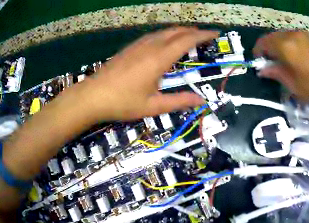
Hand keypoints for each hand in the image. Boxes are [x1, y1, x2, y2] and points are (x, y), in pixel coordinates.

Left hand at [83, 27, 217, 120]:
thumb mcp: (152, 106)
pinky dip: (166, 35)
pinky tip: (165, 42)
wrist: (93, 96)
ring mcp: (138, 45)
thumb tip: (201, 101)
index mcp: (159, 58)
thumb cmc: (122, 102)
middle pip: (176, 31)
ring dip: (179, 31)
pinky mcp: (130, 48)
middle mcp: (151, 46)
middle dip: (193, 31)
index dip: (203, 35)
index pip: (187, 40)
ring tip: (188, 36)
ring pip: (164, 31)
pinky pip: (153, 35)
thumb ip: (178, 101)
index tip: (215, 33)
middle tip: (204, 35)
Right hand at [253, 32, 308, 113]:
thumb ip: (277, 73)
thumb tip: (263, 69)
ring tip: (285, 61)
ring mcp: (306, 34)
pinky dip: (292, 45)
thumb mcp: (295, 87)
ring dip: (281, 46)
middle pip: (274, 37)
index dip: (258, 52)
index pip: (263, 43)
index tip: (259, 63)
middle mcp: (294, 35)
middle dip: (269, 48)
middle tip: (272, 63)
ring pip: (286, 36)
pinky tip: (299, 57)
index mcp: (286, 46)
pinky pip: (297, 38)